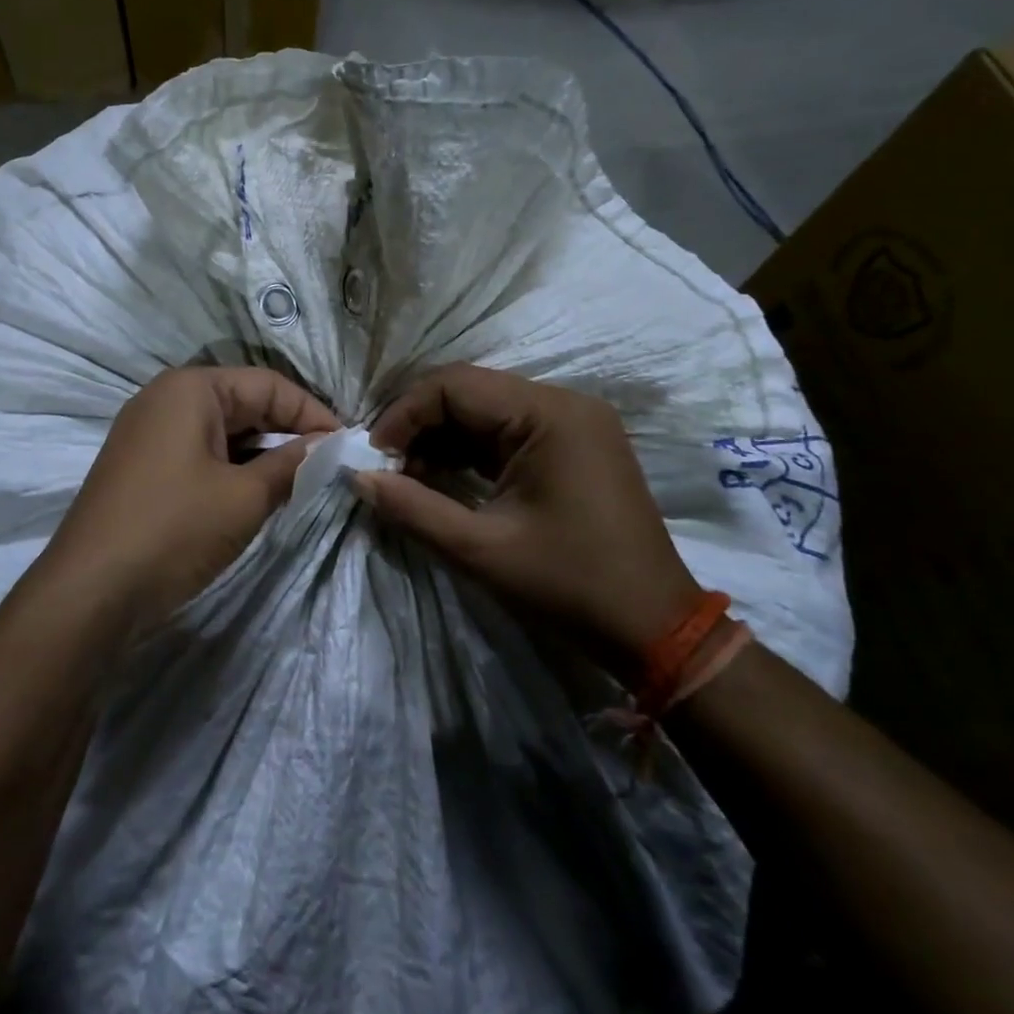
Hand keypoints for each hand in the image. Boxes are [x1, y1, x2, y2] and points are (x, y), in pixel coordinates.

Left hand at [43, 367, 338, 630]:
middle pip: (244, 402)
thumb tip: (326, 446)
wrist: (89, 593)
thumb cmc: (173, 530)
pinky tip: (257, 493)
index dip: (312, 413)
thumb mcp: (244, 497)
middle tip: (328, 465)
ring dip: (262, 453)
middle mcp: (165, 399)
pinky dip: (233, 468)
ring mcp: (148, 433)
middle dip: (288, 432)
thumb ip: (291, 465)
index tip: (347, 445)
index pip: (268, 385)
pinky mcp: (142, 466)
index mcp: (189, 388)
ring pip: (222, 431)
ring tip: (300, 482)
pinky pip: (200, 453)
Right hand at [353, 364, 701, 682]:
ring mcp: (572, 423)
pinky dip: (469, 451)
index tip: (374, 457)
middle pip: (468, 391)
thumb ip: (413, 508)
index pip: (453, 384)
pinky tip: (442, 479)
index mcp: (548, 414)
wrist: (655, 629)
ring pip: (484, 410)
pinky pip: (506, 431)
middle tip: (386, 468)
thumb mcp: (481, 551)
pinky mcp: (572, 445)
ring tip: (408, 478)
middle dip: (419, 425)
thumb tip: (358, 478)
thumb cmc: (569, 586)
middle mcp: (563, 403)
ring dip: (441, 438)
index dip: (403, 414)